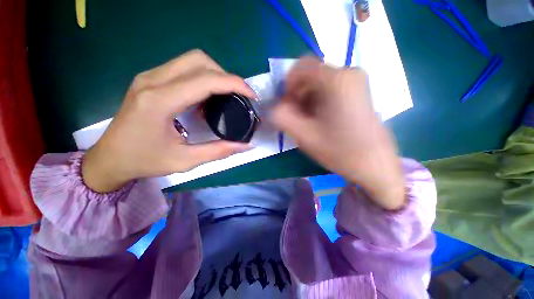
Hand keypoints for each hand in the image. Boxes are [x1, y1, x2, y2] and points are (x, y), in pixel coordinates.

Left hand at [82, 50, 254, 192]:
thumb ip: (220, 151)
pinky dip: (202, 78)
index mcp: (160, 102)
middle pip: (199, 60)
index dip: (234, 84)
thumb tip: (247, 145)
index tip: (251, 95)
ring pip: (192, 60)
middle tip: (237, 96)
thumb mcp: (186, 160)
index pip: (206, 80)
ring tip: (224, 97)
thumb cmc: (144, 161)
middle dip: (225, 75)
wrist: (109, 158)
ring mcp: (149, 77)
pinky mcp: (150, 80)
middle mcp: (153, 81)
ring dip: (214, 75)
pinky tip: (205, 99)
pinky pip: (183, 68)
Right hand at [272, 57, 404, 209]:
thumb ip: (281, 117)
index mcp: (337, 79)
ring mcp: (356, 81)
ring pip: (319, 83)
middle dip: (297, 95)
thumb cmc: (340, 150)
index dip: (287, 85)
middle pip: (310, 75)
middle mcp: (349, 72)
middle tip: (297, 117)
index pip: (300, 67)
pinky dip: (318, 101)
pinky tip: (320, 119)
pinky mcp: (358, 91)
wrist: (375, 164)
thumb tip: (274, 106)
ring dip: (307, 100)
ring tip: (309, 122)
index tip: (287, 106)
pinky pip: (329, 89)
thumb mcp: (303, 135)